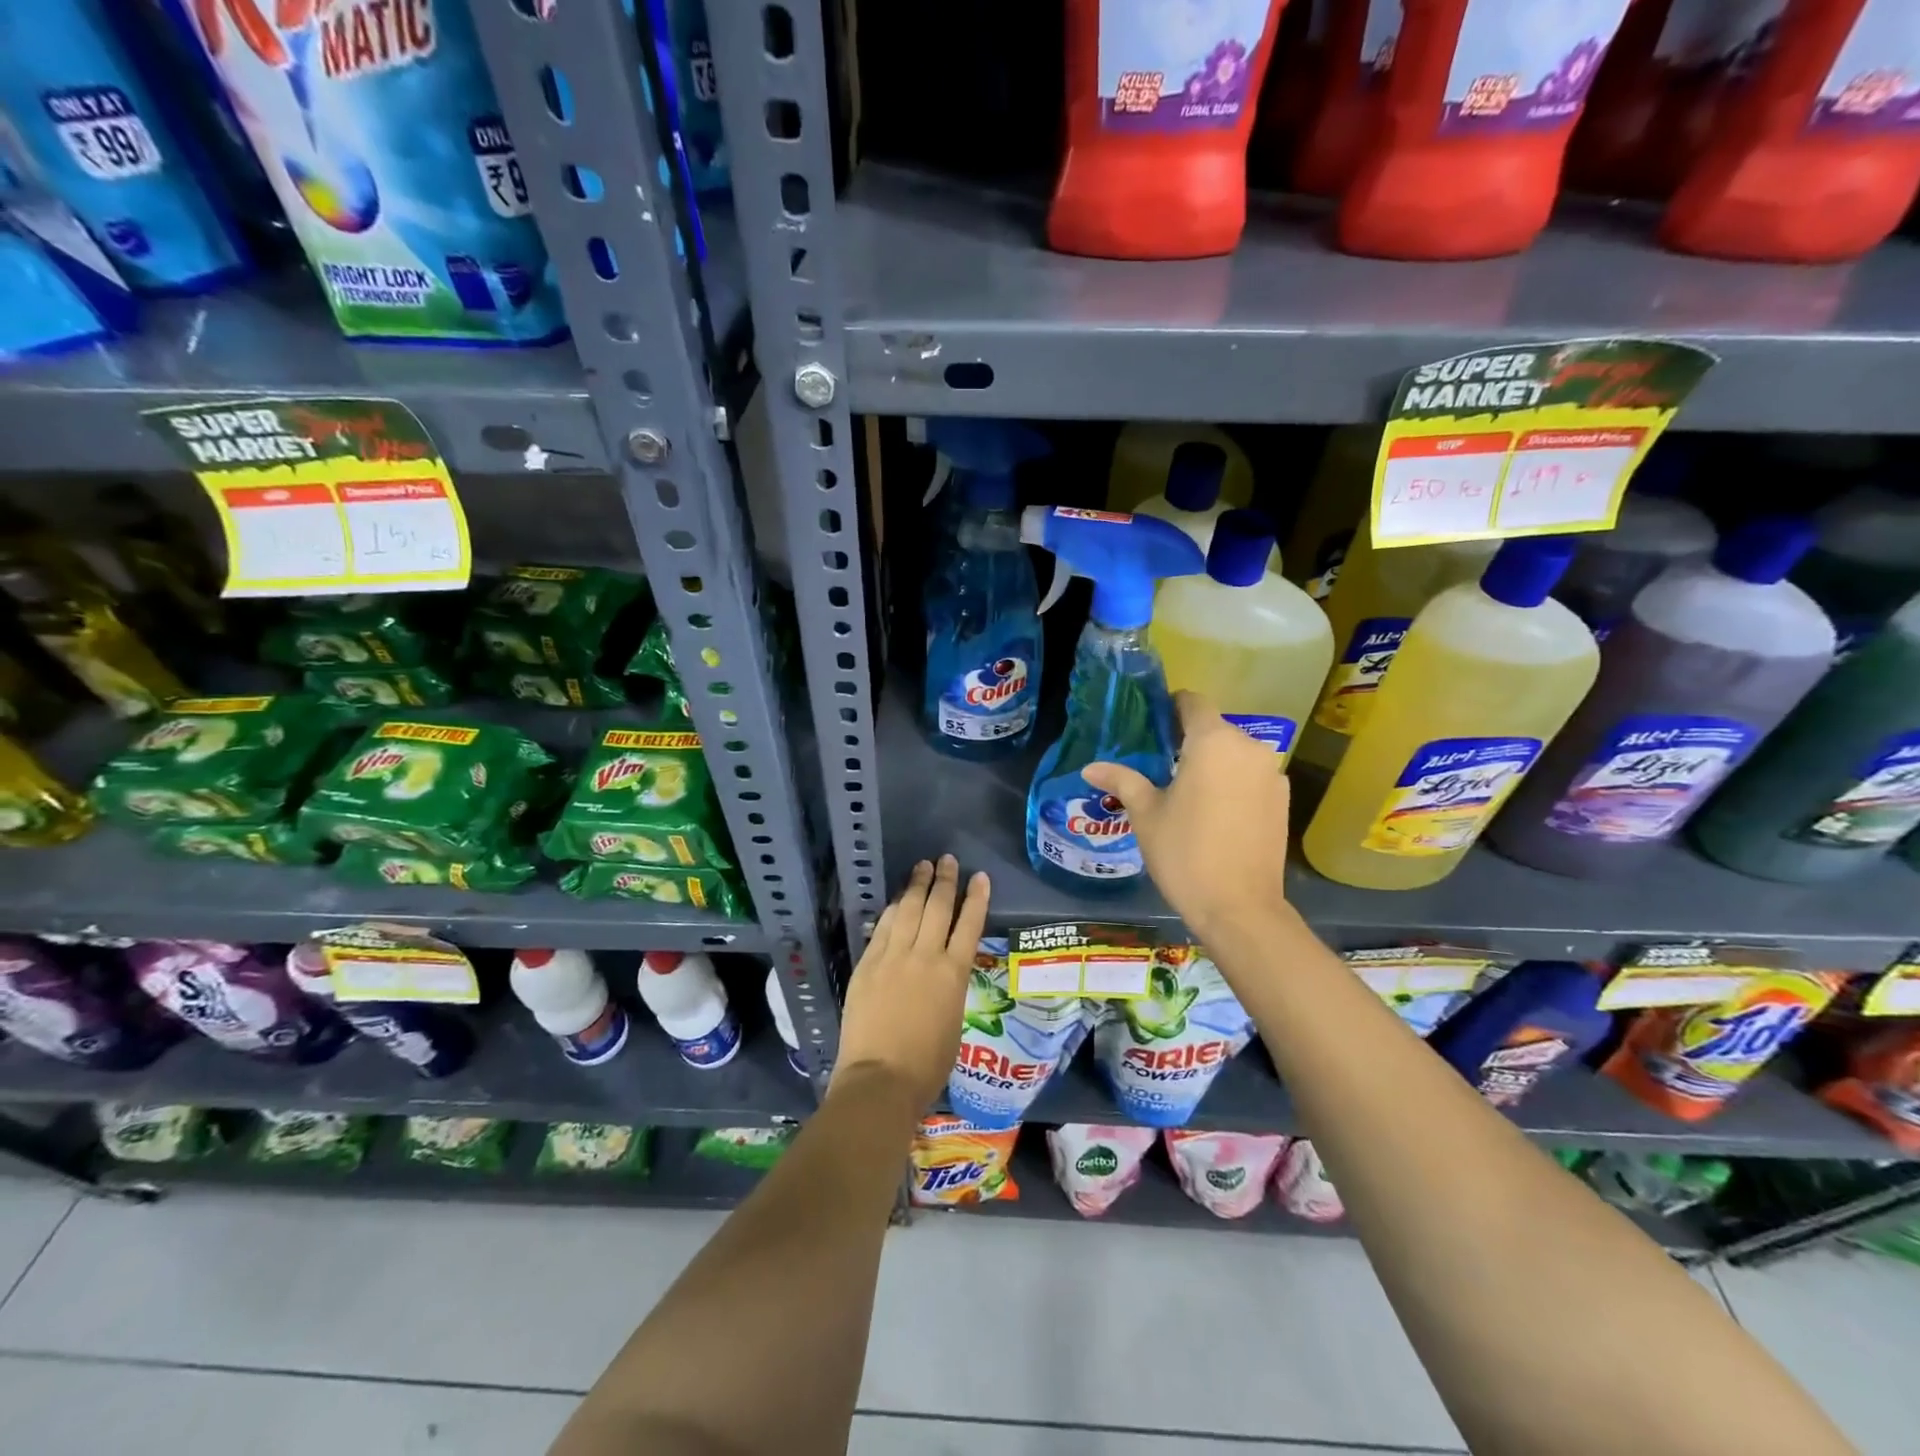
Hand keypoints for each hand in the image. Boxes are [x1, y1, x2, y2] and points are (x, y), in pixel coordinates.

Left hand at [832, 855, 989, 1110]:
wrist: (881, 1079)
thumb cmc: (926, 1066)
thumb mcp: (954, 1023)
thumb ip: (950, 990)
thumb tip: (943, 975)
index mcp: (954, 975)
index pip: (970, 925)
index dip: (976, 898)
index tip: (980, 877)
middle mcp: (926, 956)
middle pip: (938, 908)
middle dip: (945, 880)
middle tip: (947, 860)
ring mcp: (894, 957)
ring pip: (909, 910)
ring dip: (917, 885)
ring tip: (923, 866)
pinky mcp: (868, 964)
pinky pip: (883, 927)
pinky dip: (893, 909)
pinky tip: (897, 899)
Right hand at [1083, 692, 1290, 940]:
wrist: (1240, 908)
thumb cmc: (1185, 853)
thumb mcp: (1146, 815)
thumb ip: (1122, 781)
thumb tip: (1090, 768)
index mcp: (1213, 742)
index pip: (1193, 703)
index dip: (1171, 707)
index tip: (1151, 725)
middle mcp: (1248, 748)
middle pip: (1215, 728)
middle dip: (1188, 740)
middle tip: (1159, 765)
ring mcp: (1272, 774)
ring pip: (1234, 754)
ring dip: (1212, 763)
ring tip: (1185, 791)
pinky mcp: (1283, 799)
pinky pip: (1251, 776)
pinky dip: (1232, 783)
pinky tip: (1214, 813)